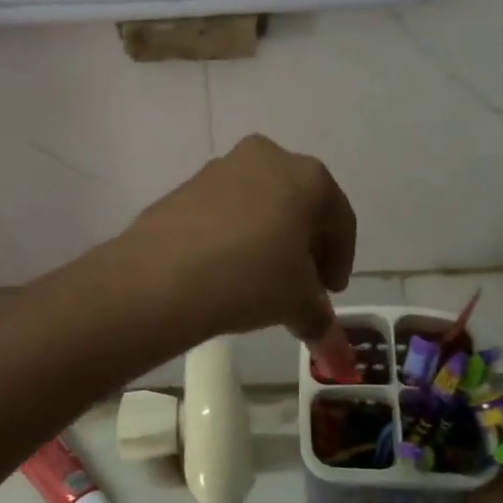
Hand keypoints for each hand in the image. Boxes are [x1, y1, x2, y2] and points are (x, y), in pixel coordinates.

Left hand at [118, 134, 354, 344]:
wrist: (162, 276)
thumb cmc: (251, 277)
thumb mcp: (296, 302)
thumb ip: (319, 318)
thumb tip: (330, 344)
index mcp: (308, 175)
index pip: (340, 219)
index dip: (341, 259)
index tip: (331, 291)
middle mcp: (267, 158)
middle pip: (299, 204)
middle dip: (304, 245)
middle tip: (301, 284)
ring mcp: (220, 169)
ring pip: (259, 204)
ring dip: (267, 238)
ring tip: (260, 280)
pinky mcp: (184, 187)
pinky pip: (223, 211)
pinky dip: (233, 235)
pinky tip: (224, 269)